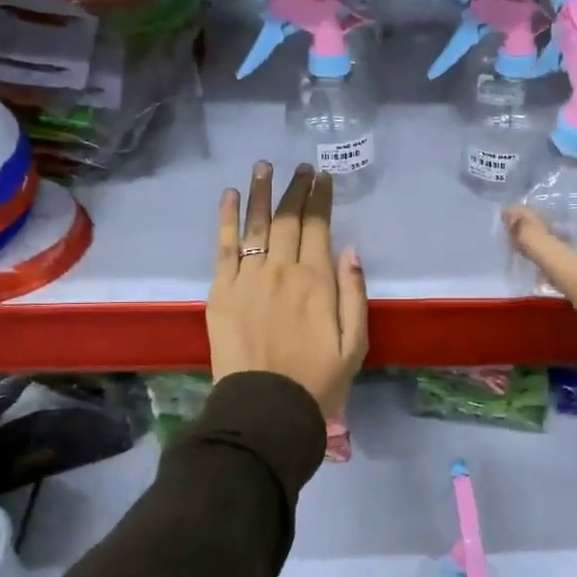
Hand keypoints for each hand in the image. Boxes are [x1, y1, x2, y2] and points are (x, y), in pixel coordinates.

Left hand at [210, 162, 367, 416]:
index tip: (322, 176)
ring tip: (264, 166)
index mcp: (317, 281)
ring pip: (255, 224)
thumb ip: (354, 293)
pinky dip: (226, 218)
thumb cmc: (318, 381)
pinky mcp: (221, 291)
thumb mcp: (355, 343)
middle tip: (299, 167)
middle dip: (295, 188)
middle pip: (287, 219)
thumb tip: (350, 250)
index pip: (318, 226)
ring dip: (261, 192)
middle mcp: (282, 270)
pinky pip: (223, 247)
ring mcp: (248, 278)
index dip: (320, 198)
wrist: (265, 410)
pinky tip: (230, 195)